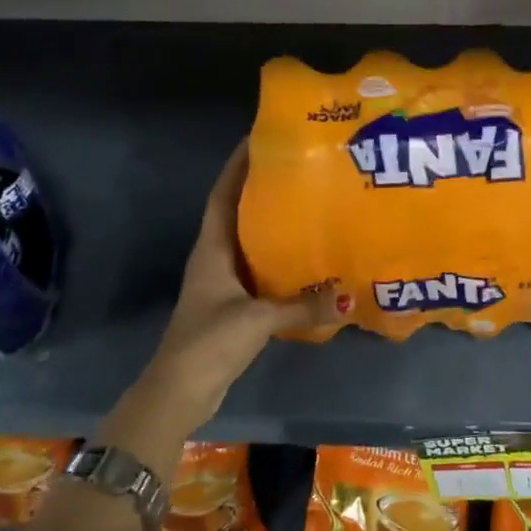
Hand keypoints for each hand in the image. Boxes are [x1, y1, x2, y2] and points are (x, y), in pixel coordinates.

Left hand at [131, 143, 342, 436]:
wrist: (180, 392)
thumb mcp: (257, 320)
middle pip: (238, 213)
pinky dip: (280, 262)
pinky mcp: (233, 306)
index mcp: (212, 249)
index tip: (260, 139)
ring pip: (250, 242)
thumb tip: (350, 299)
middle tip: (301, 170)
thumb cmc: (209, 343)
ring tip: (310, 206)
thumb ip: (303, 307)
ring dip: (273, 225)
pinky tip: (308, 260)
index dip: (237, 166)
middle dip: (263, 190)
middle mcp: (215, 258)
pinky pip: (261, 272)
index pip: (223, 195)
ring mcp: (223, 283)